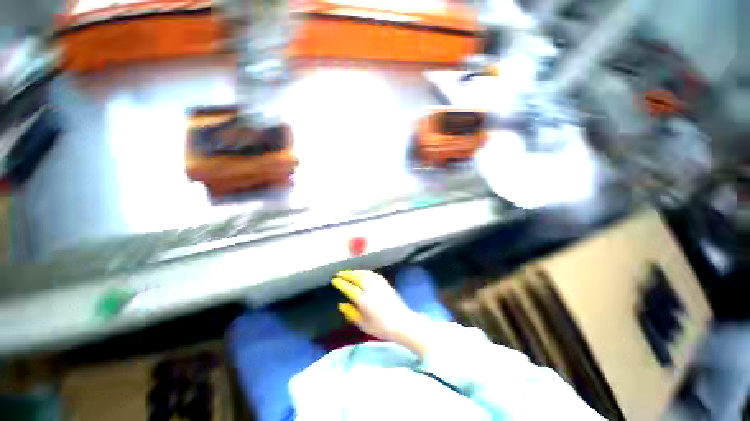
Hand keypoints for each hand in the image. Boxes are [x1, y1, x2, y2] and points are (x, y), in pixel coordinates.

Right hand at [332, 270, 425, 345]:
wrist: (403, 322)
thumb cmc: (382, 327)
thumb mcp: (364, 324)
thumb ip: (351, 313)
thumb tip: (341, 304)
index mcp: (364, 300)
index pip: (349, 288)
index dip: (341, 283)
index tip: (334, 280)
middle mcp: (371, 289)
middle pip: (356, 277)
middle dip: (347, 274)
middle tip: (339, 273)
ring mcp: (379, 284)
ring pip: (364, 273)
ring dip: (355, 271)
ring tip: (348, 272)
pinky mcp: (385, 283)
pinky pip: (372, 273)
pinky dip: (364, 271)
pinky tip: (362, 273)